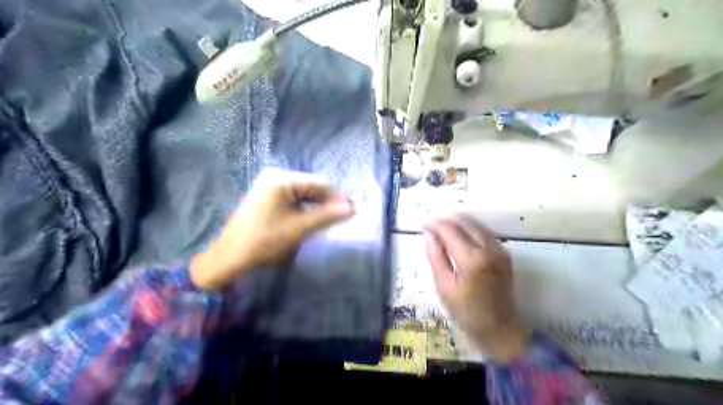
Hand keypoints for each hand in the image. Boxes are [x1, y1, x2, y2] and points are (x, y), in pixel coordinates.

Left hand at [189, 169, 353, 288]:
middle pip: (311, 186)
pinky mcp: (267, 195)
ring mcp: (270, 185)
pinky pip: (293, 197)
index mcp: (282, 179)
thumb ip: (327, 216)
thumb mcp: (299, 228)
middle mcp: (276, 176)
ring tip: (329, 220)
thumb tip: (352, 209)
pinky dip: (305, 207)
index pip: (319, 183)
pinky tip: (312, 218)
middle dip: (327, 202)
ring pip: (304, 192)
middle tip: (341, 218)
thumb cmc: (264, 240)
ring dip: (317, 205)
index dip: (337, 197)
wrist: (230, 256)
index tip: (351, 212)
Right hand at [425, 215, 526, 363]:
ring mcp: (499, 250)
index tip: (424, 224)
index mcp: (471, 258)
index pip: (450, 230)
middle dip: (447, 220)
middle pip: (465, 222)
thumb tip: (430, 237)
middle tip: (432, 225)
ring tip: (444, 227)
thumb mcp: (444, 287)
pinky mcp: (505, 255)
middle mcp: (488, 249)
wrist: (499, 329)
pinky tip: (462, 235)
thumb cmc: (466, 312)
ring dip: (459, 222)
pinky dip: (472, 229)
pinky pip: (486, 233)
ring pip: (477, 225)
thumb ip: (436, 258)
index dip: (435, 224)